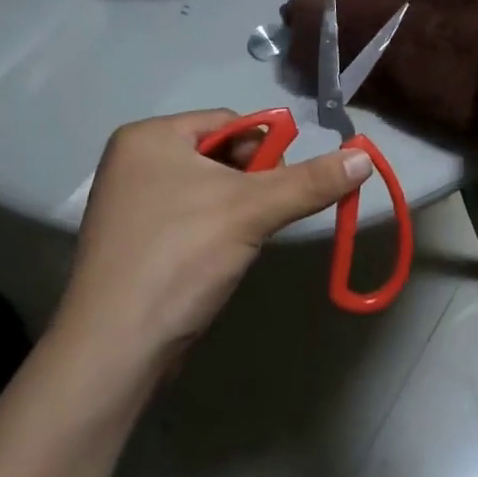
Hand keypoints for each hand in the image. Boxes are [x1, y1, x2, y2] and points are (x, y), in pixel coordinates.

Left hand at [62, 111, 372, 362]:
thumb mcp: (252, 211)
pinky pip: (186, 216)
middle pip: (218, 154)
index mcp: (149, 136)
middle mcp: (133, 161)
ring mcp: (127, 204)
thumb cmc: (179, 258)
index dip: (265, 149)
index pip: (228, 122)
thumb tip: (365, 156)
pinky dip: (212, 231)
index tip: (283, 185)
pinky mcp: (131, 243)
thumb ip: (311, 181)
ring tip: (241, 240)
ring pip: (205, 188)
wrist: (113, 354)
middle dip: (250, 182)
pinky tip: (217, 259)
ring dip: (235, 209)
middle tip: (265, 215)